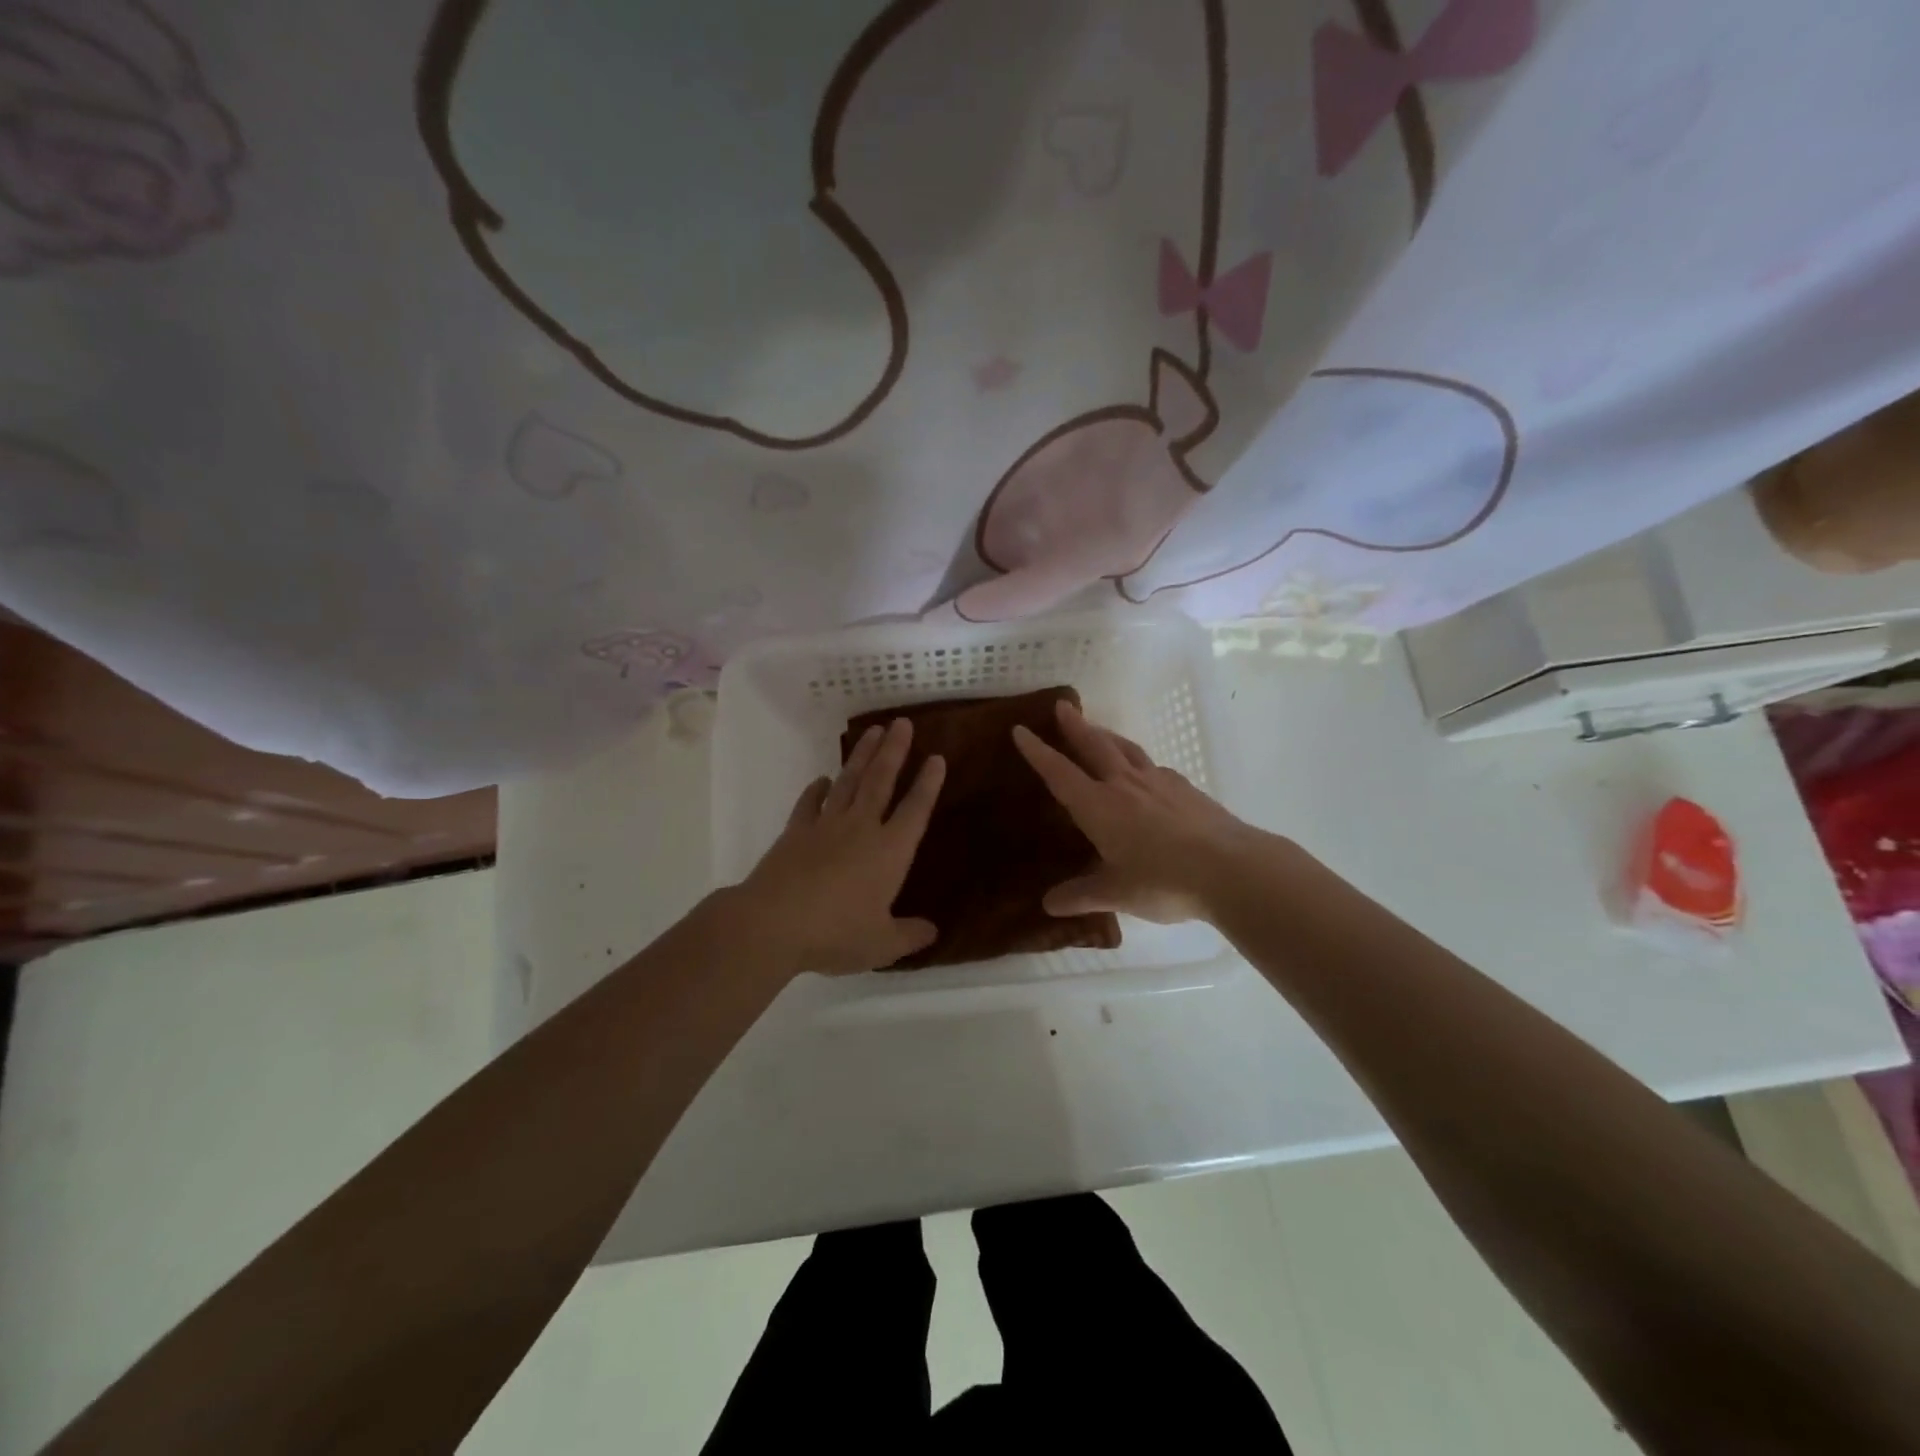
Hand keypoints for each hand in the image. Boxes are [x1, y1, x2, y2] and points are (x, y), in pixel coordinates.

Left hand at [734, 718, 944, 975]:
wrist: (773, 923)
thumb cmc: (836, 933)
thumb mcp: (881, 945)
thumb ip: (909, 936)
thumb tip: (933, 932)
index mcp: (890, 851)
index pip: (916, 809)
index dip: (928, 783)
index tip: (937, 758)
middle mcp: (861, 828)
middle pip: (881, 780)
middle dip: (894, 751)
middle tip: (901, 723)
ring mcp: (826, 825)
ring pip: (849, 781)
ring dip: (862, 756)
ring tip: (873, 732)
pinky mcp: (796, 832)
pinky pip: (810, 802)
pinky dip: (817, 789)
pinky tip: (823, 779)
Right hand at [1013, 700, 1259, 923]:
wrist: (1231, 868)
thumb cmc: (1163, 880)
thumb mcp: (1117, 893)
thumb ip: (1082, 895)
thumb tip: (1050, 904)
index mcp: (1099, 805)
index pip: (1059, 773)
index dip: (1038, 752)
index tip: (1020, 730)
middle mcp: (1124, 785)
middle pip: (1095, 746)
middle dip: (1075, 726)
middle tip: (1062, 706)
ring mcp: (1159, 782)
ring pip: (1126, 750)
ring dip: (1107, 736)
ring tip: (1099, 729)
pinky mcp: (1186, 789)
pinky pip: (1154, 767)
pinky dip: (1140, 762)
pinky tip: (1146, 772)